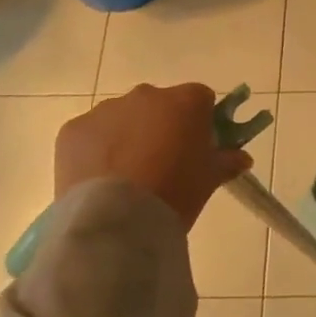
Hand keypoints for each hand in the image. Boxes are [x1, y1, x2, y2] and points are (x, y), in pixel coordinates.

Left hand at [55, 84, 252, 229]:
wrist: (117, 221)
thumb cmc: (175, 193)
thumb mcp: (210, 179)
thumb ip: (227, 161)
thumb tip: (241, 158)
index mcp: (186, 101)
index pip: (201, 99)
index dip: (201, 122)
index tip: (198, 147)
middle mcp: (147, 95)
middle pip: (160, 105)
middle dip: (162, 126)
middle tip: (163, 163)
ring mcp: (107, 109)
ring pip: (124, 117)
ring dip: (128, 136)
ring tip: (127, 176)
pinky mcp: (74, 129)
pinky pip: (92, 134)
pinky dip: (97, 150)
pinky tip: (100, 179)